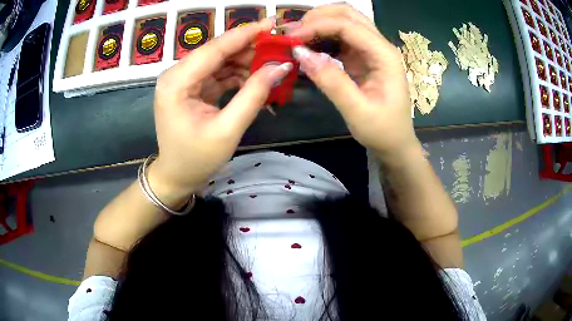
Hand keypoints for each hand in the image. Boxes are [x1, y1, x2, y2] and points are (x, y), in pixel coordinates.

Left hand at [148, 18, 292, 201]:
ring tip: (274, 64)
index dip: (246, 33)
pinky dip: (239, 74)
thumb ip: (254, 95)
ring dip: (246, 61)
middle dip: (250, 47)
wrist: (177, 176)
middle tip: (280, 47)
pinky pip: (219, 73)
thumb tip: (281, 66)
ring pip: (220, 60)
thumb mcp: (228, 130)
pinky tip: (257, 77)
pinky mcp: (192, 87)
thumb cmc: (196, 159)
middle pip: (218, 51)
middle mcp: (177, 74)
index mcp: (177, 82)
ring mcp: (184, 80)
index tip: (272, 22)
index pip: (215, 48)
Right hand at [288, 4, 420, 157]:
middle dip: (318, 17)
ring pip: (344, 21)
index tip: (291, 38)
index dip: (317, 26)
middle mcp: (379, 45)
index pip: (348, 26)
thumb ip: (331, 81)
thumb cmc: (382, 130)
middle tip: (292, 33)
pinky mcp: (362, 57)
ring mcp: (371, 49)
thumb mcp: (357, 111)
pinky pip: (340, 37)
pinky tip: (308, 46)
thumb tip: (300, 54)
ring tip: (296, 37)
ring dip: (319, 24)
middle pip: (348, 14)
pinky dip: (322, 37)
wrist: (394, 142)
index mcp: (384, 55)